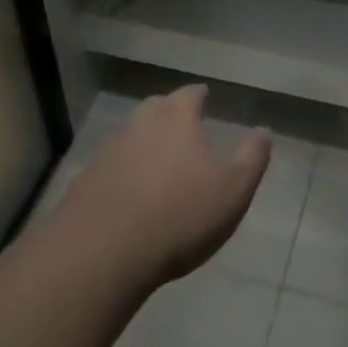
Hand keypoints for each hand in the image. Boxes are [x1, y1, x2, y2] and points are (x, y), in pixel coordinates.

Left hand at [55, 86, 269, 285]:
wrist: (102, 252)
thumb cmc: (179, 214)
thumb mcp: (232, 189)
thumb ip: (252, 157)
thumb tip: (263, 130)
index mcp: (176, 119)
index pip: (189, 94)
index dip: (199, 95)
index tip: (205, 96)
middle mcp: (139, 125)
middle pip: (155, 108)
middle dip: (168, 113)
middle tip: (180, 126)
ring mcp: (107, 152)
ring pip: (129, 136)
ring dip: (142, 144)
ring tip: (155, 163)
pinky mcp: (83, 183)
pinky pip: (108, 169)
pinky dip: (119, 174)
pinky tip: (126, 195)